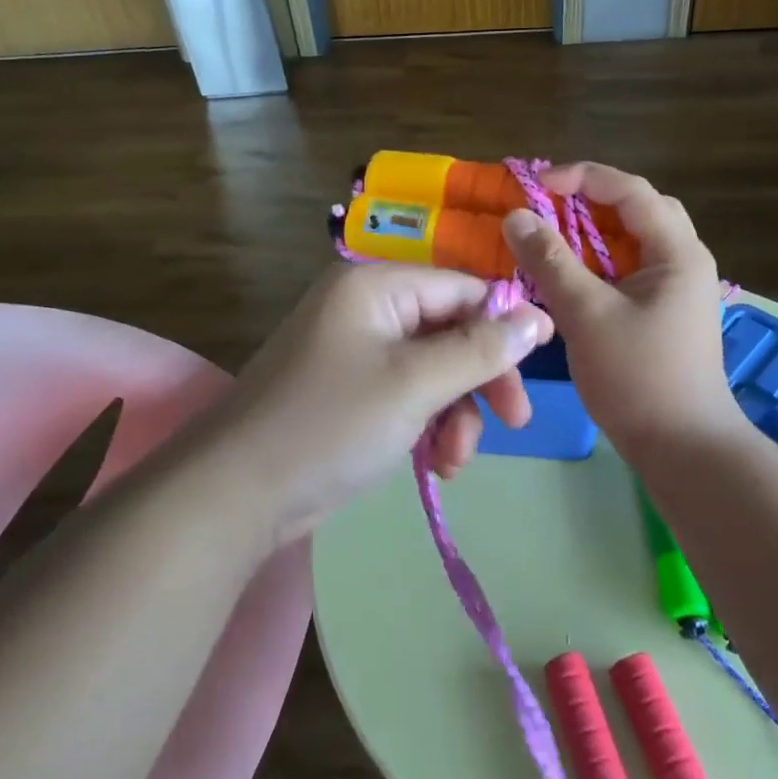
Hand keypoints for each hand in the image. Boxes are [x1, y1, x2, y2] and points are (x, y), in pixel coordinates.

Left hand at [219, 263, 552, 540]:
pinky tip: (433, 464)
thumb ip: (480, 349)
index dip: (504, 323)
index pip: (462, 288)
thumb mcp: (416, 384)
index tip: (541, 366)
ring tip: (453, 461)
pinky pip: (407, 394)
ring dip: (455, 413)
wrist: (236, 494)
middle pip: (450, 330)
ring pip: (433, 368)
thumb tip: (538, 316)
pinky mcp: (349, 390)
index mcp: (375, 285)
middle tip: (514, 423)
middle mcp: (365, 307)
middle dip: (481, 379)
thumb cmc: (331, 424)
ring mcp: (354, 350)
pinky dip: (427, 425)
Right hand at [503, 164, 741, 455]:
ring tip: (549, 241)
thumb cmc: (639, 378)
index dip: (582, 178)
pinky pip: (628, 271)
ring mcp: (676, 289)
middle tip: (546, 211)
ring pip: (631, 243)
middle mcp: (684, 261)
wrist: (684, 450)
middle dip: (589, 203)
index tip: (536, 187)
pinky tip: (567, 280)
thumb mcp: (587, 314)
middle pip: (636, 210)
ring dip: (590, 236)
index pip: (630, 190)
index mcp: (677, 252)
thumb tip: (515, 217)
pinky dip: (596, 265)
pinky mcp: (664, 313)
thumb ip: (550, 262)